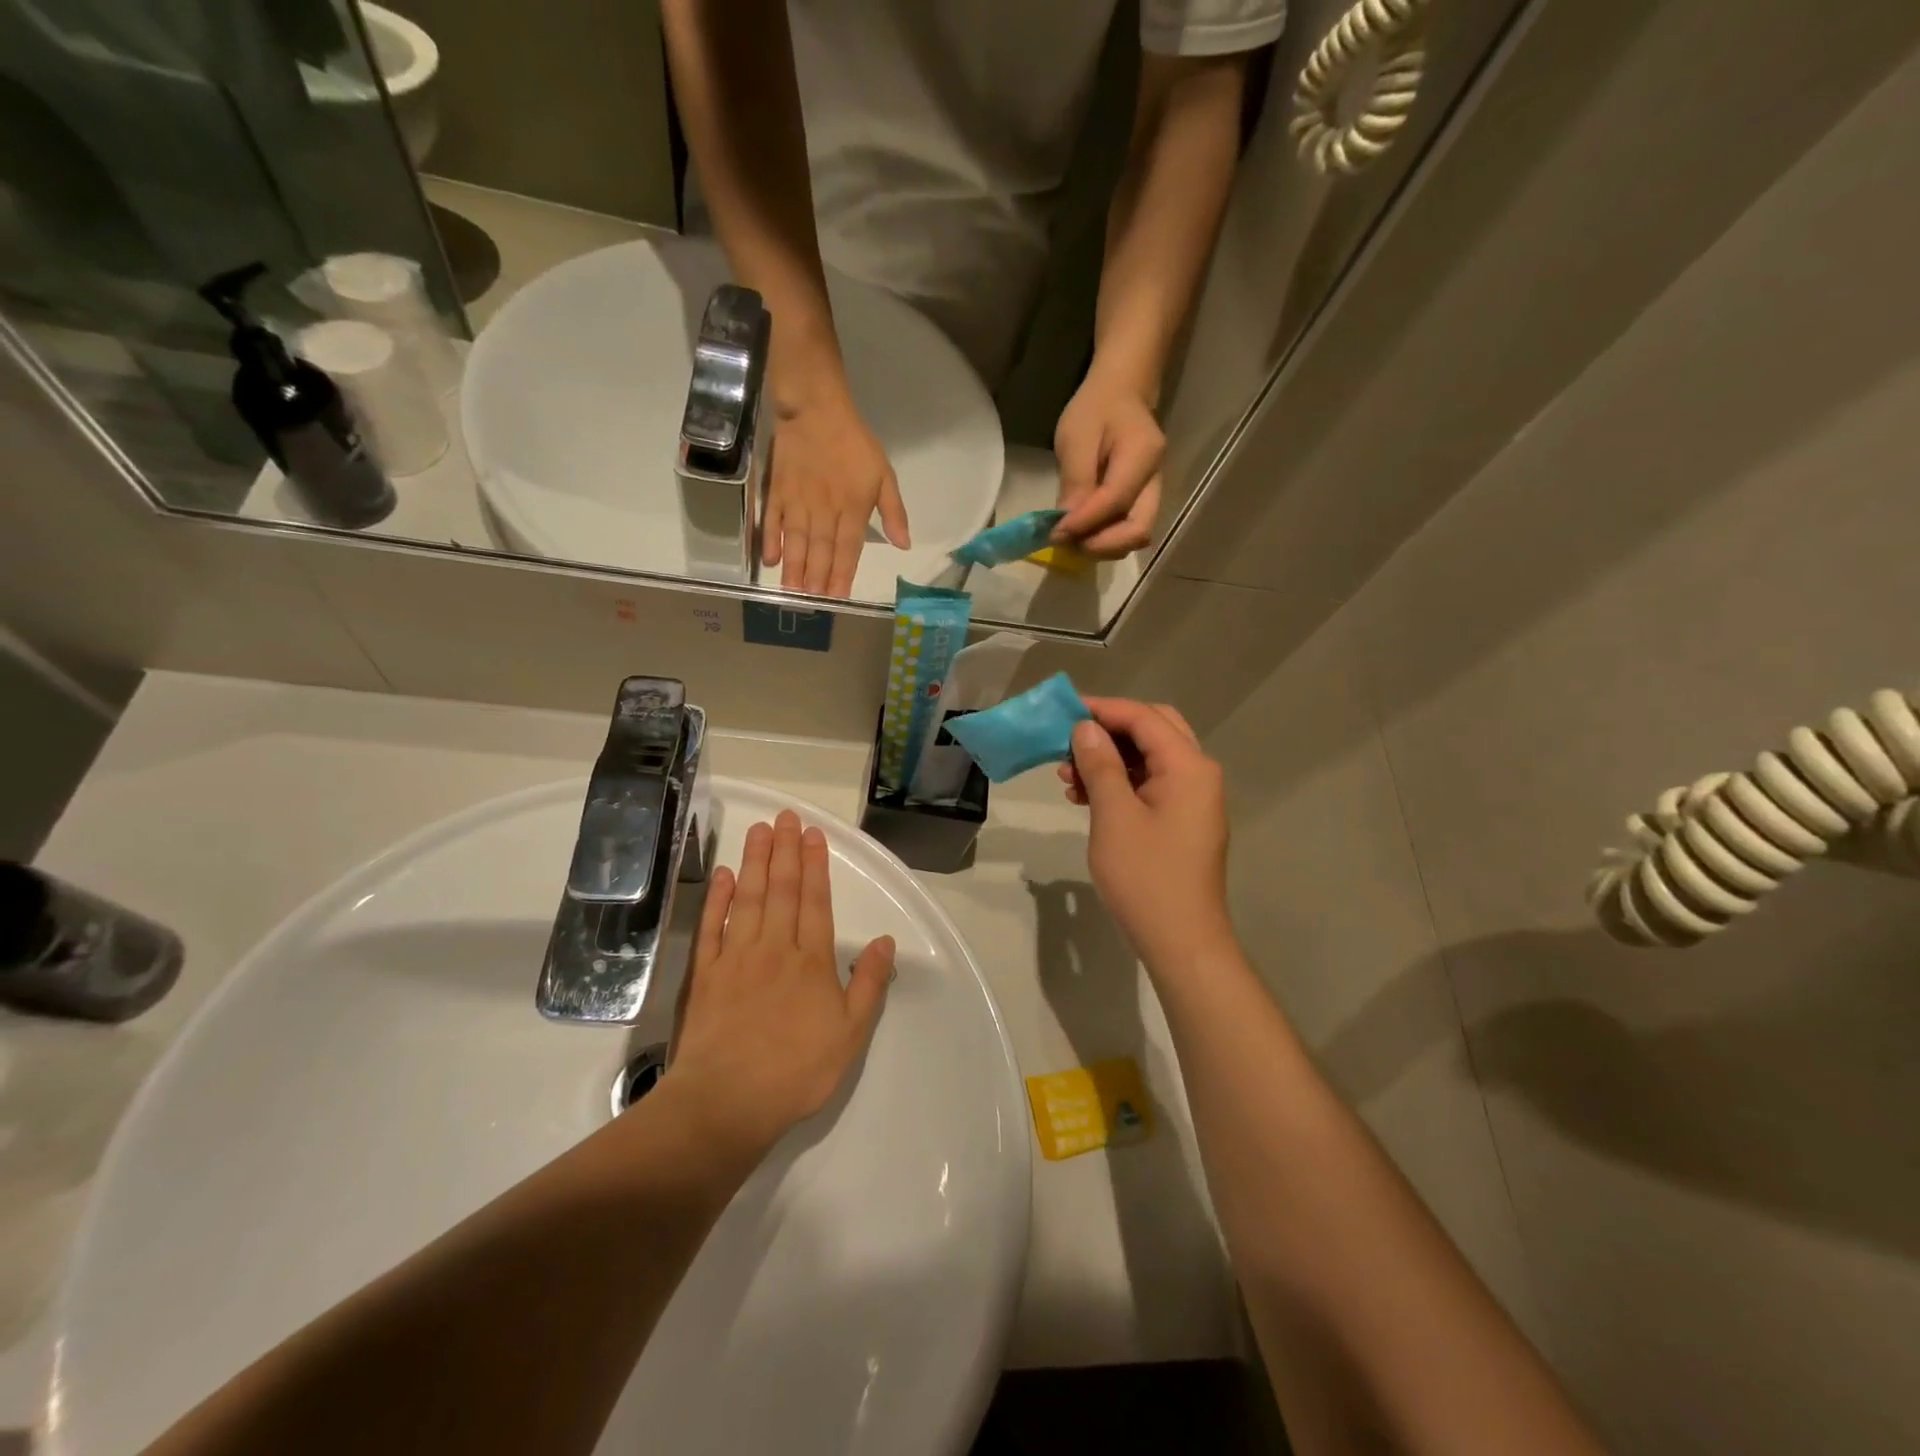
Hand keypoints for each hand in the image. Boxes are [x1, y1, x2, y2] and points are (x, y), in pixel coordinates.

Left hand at [668, 810, 894, 1159]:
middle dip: (786, 850)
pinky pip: (711, 927)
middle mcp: (773, 948)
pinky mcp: (704, 975)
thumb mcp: (851, 1034)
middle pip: (781, 890)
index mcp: (811, 961)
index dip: (815, 866)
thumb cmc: (796, 1071)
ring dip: (755, 861)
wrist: (726, 1103)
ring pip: (748, 898)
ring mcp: (735, 958)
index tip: (814, 835)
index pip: (815, 902)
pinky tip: (724, 875)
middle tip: (786, 817)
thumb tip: (887, 942)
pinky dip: (717, 898)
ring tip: (759, 830)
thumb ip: (869, 984)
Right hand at [764, 391, 909, 596]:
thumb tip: (904, 545)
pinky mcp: (777, 491)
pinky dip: (770, 540)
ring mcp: (798, 502)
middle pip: (820, 551)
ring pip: (796, 542)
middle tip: (811, 604)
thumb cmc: (854, 443)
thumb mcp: (884, 474)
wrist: (816, 408)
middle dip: (816, 580)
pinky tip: (770, 561)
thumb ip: (893, 512)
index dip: (842, 575)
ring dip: (794, 569)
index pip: (848, 550)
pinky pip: (772, 520)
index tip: (838, 598)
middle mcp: (824, 511)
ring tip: (791, 593)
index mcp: (853, 508)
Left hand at [1052, 372, 1164, 558]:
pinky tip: (1082, 532)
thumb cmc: (1096, 409)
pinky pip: (1127, 530)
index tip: (1054, 533)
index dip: (1084, 524)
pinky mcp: (1143, 502)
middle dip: (1100, 546)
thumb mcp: (1076, 437)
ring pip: (1135, 536)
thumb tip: (1066, 527)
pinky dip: (1105, 539)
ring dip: (1102, 546)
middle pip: (1138, 531)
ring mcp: (1153, 493)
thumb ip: (1075, 482)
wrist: (1122, 393)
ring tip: (1072, 539)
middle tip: (1067, 542)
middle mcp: (1155, 480)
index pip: (1116, 501)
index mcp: (1143, 455)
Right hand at [1057, 698, 1231, 966]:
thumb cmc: (1146, 877)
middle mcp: (1197, 774)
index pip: (1143, 718)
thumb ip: (1101, 765)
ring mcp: (1193, 799)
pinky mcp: (1182, 822)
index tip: (1062, 711)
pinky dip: (1120, 783)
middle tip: (1068, 740)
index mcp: (1188, 766)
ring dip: (1110, 759)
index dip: (1102, 709)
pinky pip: (1150, 785)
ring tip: (1067, 776)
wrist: (1181, 941)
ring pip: (1149, 759)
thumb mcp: (1114, 816)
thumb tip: (1086, 728)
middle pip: (1152, 730)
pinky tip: (1085, 797)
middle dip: (1108, 730)